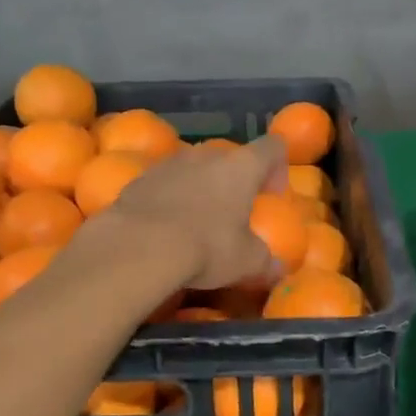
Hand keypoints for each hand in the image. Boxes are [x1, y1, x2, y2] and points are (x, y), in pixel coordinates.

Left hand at [103, 134, 287, 290]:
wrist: (137, 246)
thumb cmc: (206, 247)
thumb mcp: (246, 262)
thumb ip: (265, 261)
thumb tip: (278, 268)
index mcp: (242, 167)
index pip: (272, 147)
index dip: (278, 166)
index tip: (272, 195)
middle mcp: (207, 155)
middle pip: (229, 157)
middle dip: (234, 181)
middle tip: (234, 212)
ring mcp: (169, 163)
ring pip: (193, 168)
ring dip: (200, 187)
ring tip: (197, 221)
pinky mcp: (139, 179)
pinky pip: (163, 183)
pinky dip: (169, 199)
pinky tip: (165, 228)